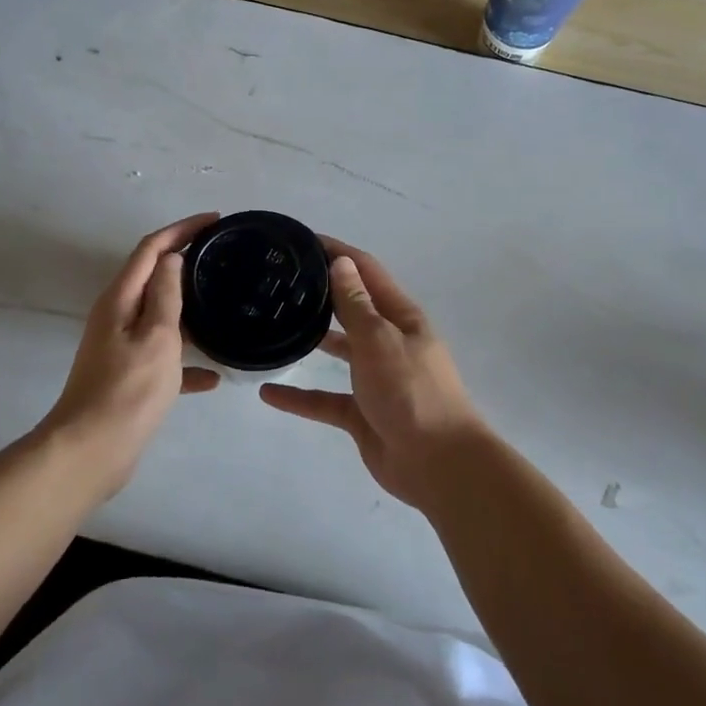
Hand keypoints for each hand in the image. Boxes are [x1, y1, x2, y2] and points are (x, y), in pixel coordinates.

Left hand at [41, 213, 220, 494]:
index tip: (215, 220)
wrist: (91, 452)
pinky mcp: (127, 376)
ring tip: (225, 306)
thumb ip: (165, 294)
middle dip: (185, 262)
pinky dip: (185, 360)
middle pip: (153, 277)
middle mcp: (116, 316)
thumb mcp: (157, 336)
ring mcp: (120, 347)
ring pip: (160, 317)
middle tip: (223, 257)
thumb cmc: (129, 389)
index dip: (182, 229)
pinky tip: (214, 376)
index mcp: (120, 299)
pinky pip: (162, 356)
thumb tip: (171, 258)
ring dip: (188, 309)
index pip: (151, 248)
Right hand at [259, 241, 487, 507]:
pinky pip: (324, 399)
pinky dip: (299, 397)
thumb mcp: (380, 341)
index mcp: (400, 317)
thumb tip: (341, 262)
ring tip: (273, 324)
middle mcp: (388, 341)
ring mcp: (375, 378)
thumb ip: (356, 305)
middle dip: (321, 291)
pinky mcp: (362, 413)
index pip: (366, 272)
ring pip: (339, 350)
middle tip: (278, 280)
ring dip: (312, 337)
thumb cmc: (412, 392)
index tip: (301, 241)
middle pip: (351, 307)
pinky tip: (267, 392)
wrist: (438, 464)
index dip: (338, 252)